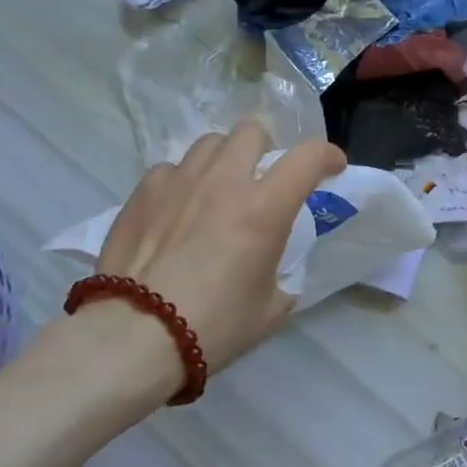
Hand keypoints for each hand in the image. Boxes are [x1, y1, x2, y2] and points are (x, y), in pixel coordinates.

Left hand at [95, 122, 344, 375]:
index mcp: (265, 208)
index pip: (308, 157)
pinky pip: (171, 169)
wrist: (135, 336)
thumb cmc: (213, 326)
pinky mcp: (143, 191)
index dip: (328, 155)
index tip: (331, 168)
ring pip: (210, 143)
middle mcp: (225, 181)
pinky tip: (176, 209)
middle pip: (252, 131)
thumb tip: (274, 274)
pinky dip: (182, 182)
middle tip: (262, 177)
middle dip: (266, 148)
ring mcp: (180, 180)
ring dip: (224, 159)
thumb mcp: (269, 310)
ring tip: (217, 188)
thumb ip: (280, 279)